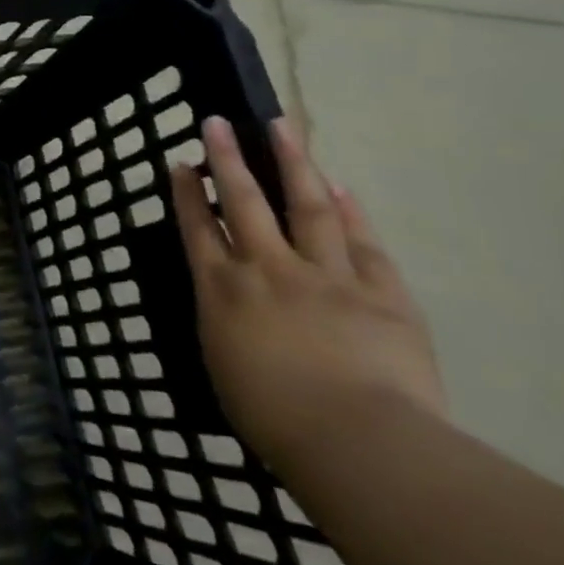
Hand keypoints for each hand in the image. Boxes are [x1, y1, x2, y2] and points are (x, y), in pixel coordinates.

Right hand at [170, 116, 445, 474]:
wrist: (358, 443)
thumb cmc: (273, 417)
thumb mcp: (223, 366)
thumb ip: (224, 323)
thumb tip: (229, 301)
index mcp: (222, 290)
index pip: (197, 228)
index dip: (187, 192)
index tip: (181, 162)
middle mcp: (267, 269)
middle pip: (244, 201)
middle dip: (227, 159)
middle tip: (218, 122)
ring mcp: (326, 276)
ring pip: (306, 207)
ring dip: (292, 164)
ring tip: (282, 128)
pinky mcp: (382, 294)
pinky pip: (363, 244)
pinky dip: (352, 212)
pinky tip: (342, 188)